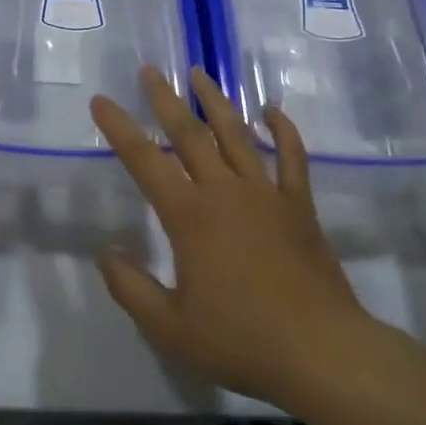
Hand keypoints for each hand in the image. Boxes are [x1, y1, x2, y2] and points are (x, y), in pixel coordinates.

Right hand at [91, 67, 374, 407]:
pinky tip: (272, 111)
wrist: (324, 354)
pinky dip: (283, 131)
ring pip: (237, 135)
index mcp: (190, 216)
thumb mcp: (170, 329)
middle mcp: (225, 192)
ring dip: (216, 102)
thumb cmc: (242, 341)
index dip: (119, 129)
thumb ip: (130, 288)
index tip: (101, 101)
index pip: (145, 161)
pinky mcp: (299, 206)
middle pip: (190, 134)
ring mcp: (267, 194)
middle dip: (165, 100)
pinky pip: (292, 158)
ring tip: (200, 73)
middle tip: (149, 70)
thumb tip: (106, 251)